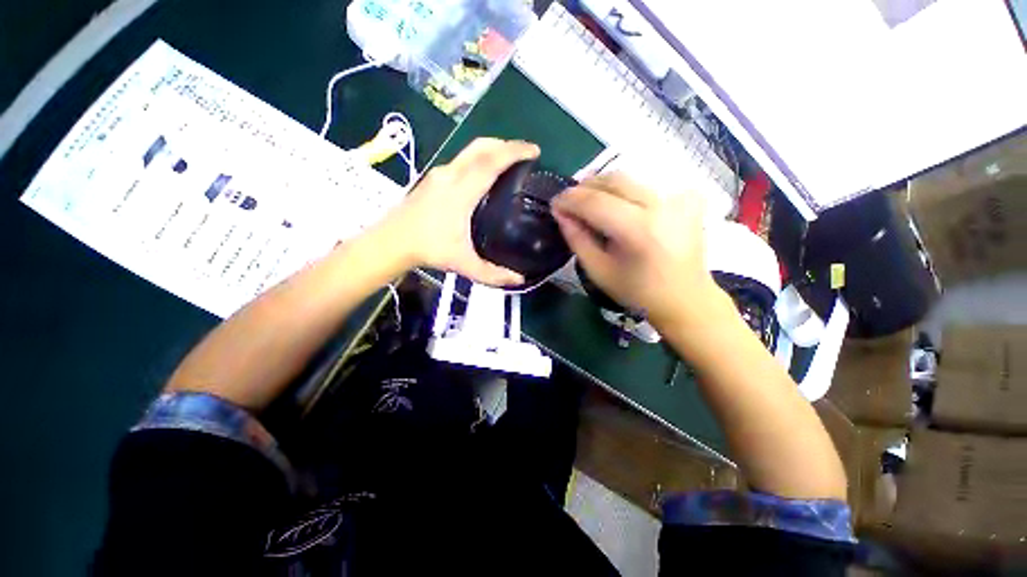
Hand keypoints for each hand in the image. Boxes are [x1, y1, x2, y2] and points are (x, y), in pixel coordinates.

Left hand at [380, 138, 537, 285]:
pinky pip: (462, 159)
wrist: (391, 242)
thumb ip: (493, 274)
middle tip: (526, 154)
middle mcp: (451, 175)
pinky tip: (484, 174)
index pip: (491, 162)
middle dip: (507, 144)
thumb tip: (518, 279)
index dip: (515, 152)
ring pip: (470, 150)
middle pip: (481, 147)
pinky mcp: (433, 177)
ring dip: (493, 149)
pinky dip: (479, 158)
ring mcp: (440, 173)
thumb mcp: (464, 264)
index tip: (535, 150)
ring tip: (510, 161)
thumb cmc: (429, 250)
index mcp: (461, 191)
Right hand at [551, 172, 726, 329]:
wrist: (687, 298)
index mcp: (640, 230)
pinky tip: (616, 206)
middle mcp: (662, 204)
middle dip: (584, 187)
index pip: (595, 202)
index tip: (553, 203)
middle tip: (568, 203)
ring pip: (628, 177)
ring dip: (601, 186)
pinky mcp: (688, 195)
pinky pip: (645, 183)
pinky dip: (624, 190)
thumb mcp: (598, 271)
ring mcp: (679, 196)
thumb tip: (560, 212)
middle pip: (613, 180)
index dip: (569, 199)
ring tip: (587, 202)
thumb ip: (577, 239)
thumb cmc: (638, 292)